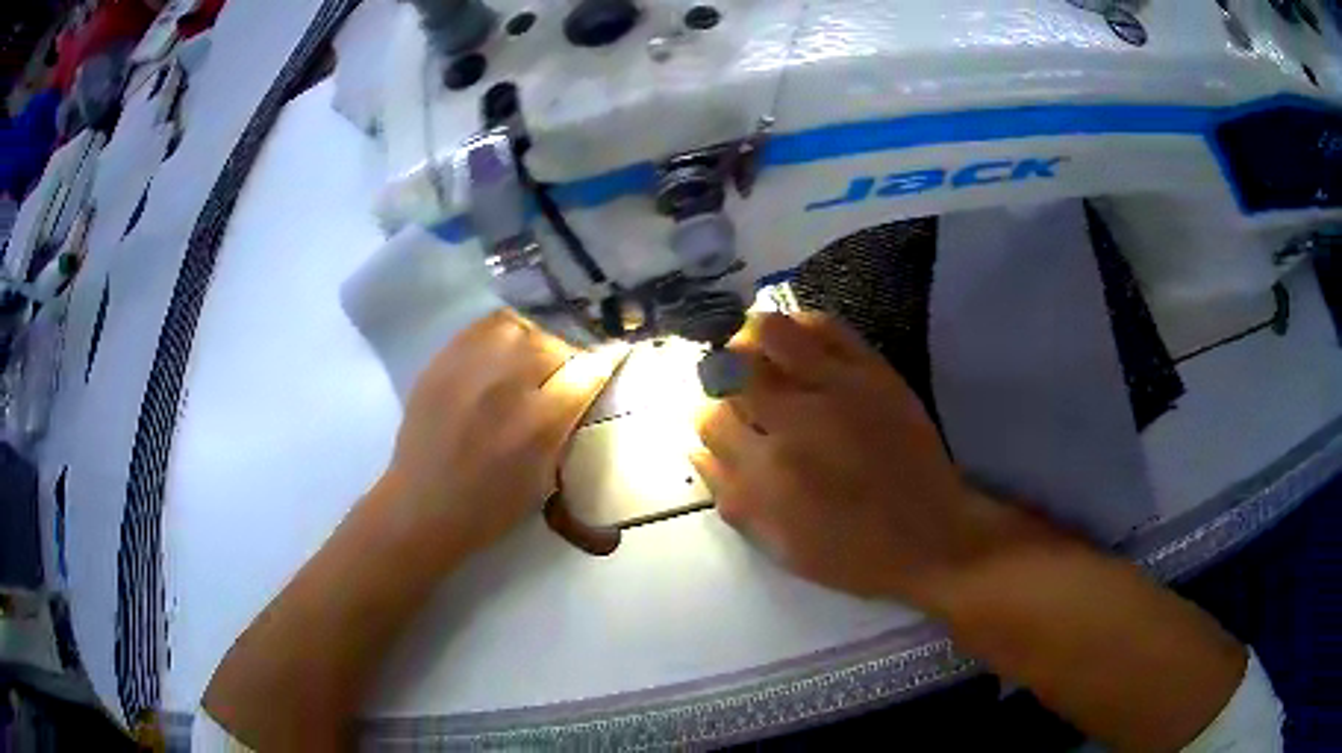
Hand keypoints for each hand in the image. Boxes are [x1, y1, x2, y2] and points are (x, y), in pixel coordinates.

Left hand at [380, 310, 620, 556]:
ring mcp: (468, 369)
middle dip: (565, 358)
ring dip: (532, 342)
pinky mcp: (442, 362)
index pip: (587, 372)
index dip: (602, 367)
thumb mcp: (544, 479)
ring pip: (518, 329)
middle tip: (560, 376)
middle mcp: (505, 386)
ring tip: (528, 361)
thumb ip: (563, 430)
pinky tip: (499, 354)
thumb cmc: (489, 508)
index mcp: (538, 424)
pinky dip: (500, 336)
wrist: (422, 506)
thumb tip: (579, 392)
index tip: (606, 367)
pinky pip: (481, 328)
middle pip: (552, 345)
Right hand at [692, 313, 1027, 603]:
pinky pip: (824, 325)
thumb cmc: (852, 554)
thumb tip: (696, 450)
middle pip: (729, 371)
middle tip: (735, 385)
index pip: (708, 418)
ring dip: (752, 339)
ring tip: (758, 352)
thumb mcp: (778, 546)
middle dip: (722, 375)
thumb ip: (730, 496)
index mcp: (765, 473)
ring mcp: (836, 389)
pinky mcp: (872, 372)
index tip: (721, 421)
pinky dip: (799, 324)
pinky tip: (797, 343)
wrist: (931, 536)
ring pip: (768, 332)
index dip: (707, 416)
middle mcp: (793, 422)